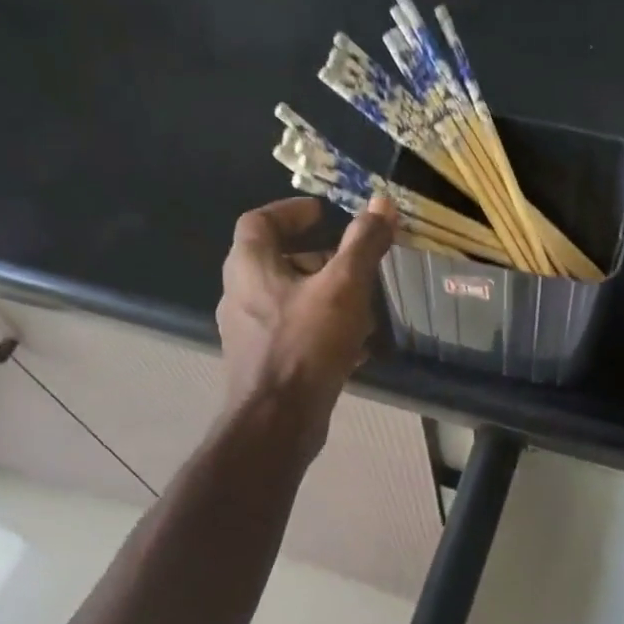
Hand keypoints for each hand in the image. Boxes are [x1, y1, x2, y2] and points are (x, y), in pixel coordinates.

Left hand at [216, 195, 396, 442]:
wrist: (277, 421)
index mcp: (249, 266)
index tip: (323, 213)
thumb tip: (382, 202)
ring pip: (289, 300)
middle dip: (318, 258)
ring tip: (363, 303)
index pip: (260, 221)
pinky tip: (356, 345)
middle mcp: (241, 295)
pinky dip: (323, 329)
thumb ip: (363, 244)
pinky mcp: (264, 363)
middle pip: (278, 262)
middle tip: (352, 260)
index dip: (291, 212)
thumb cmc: (306, 344)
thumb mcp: (343, 287)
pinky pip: (295, 334)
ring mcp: (250, 333)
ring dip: (324, 296)